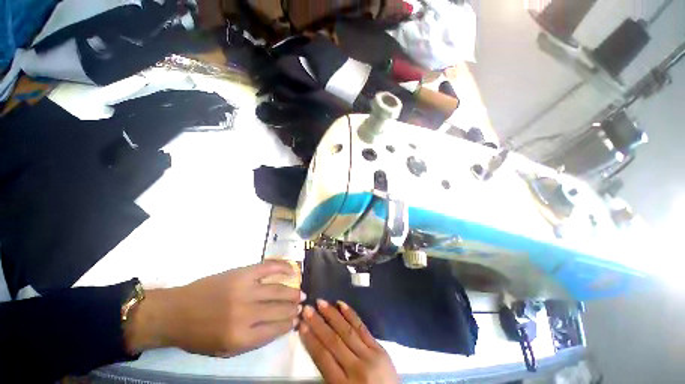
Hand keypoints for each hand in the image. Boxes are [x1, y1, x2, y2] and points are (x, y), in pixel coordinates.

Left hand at [126, 260, 304, 356]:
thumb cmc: (200, 335)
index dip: (289, 324)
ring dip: (292, 292)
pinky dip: (283, 267)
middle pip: (279, 309)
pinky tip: (292, 270)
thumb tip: (280, 326)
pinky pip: (269, 267)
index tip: (297, 319)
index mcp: (240, 337)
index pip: (275, 329)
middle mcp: (245, 313)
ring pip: (278, 289)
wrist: (176, 311)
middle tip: (302, 304)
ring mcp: (244, 290)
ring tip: (300, 293)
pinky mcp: (242, 273)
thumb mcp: (225, 350)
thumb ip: (254, 340)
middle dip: (294, 307)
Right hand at [299, 299, 398, 383]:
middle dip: (318, 324)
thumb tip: (317, 349)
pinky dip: (351, 315)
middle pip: (333, 341)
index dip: (310, 340)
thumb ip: (329, 376)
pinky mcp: (379, 348)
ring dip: (332, 315)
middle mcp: (356, 368)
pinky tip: (341, 304)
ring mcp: (370, 355)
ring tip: (321, 303)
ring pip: (347, 331)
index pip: (322, 358)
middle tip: (307, 309)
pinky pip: (362, 328)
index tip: (301, 326)